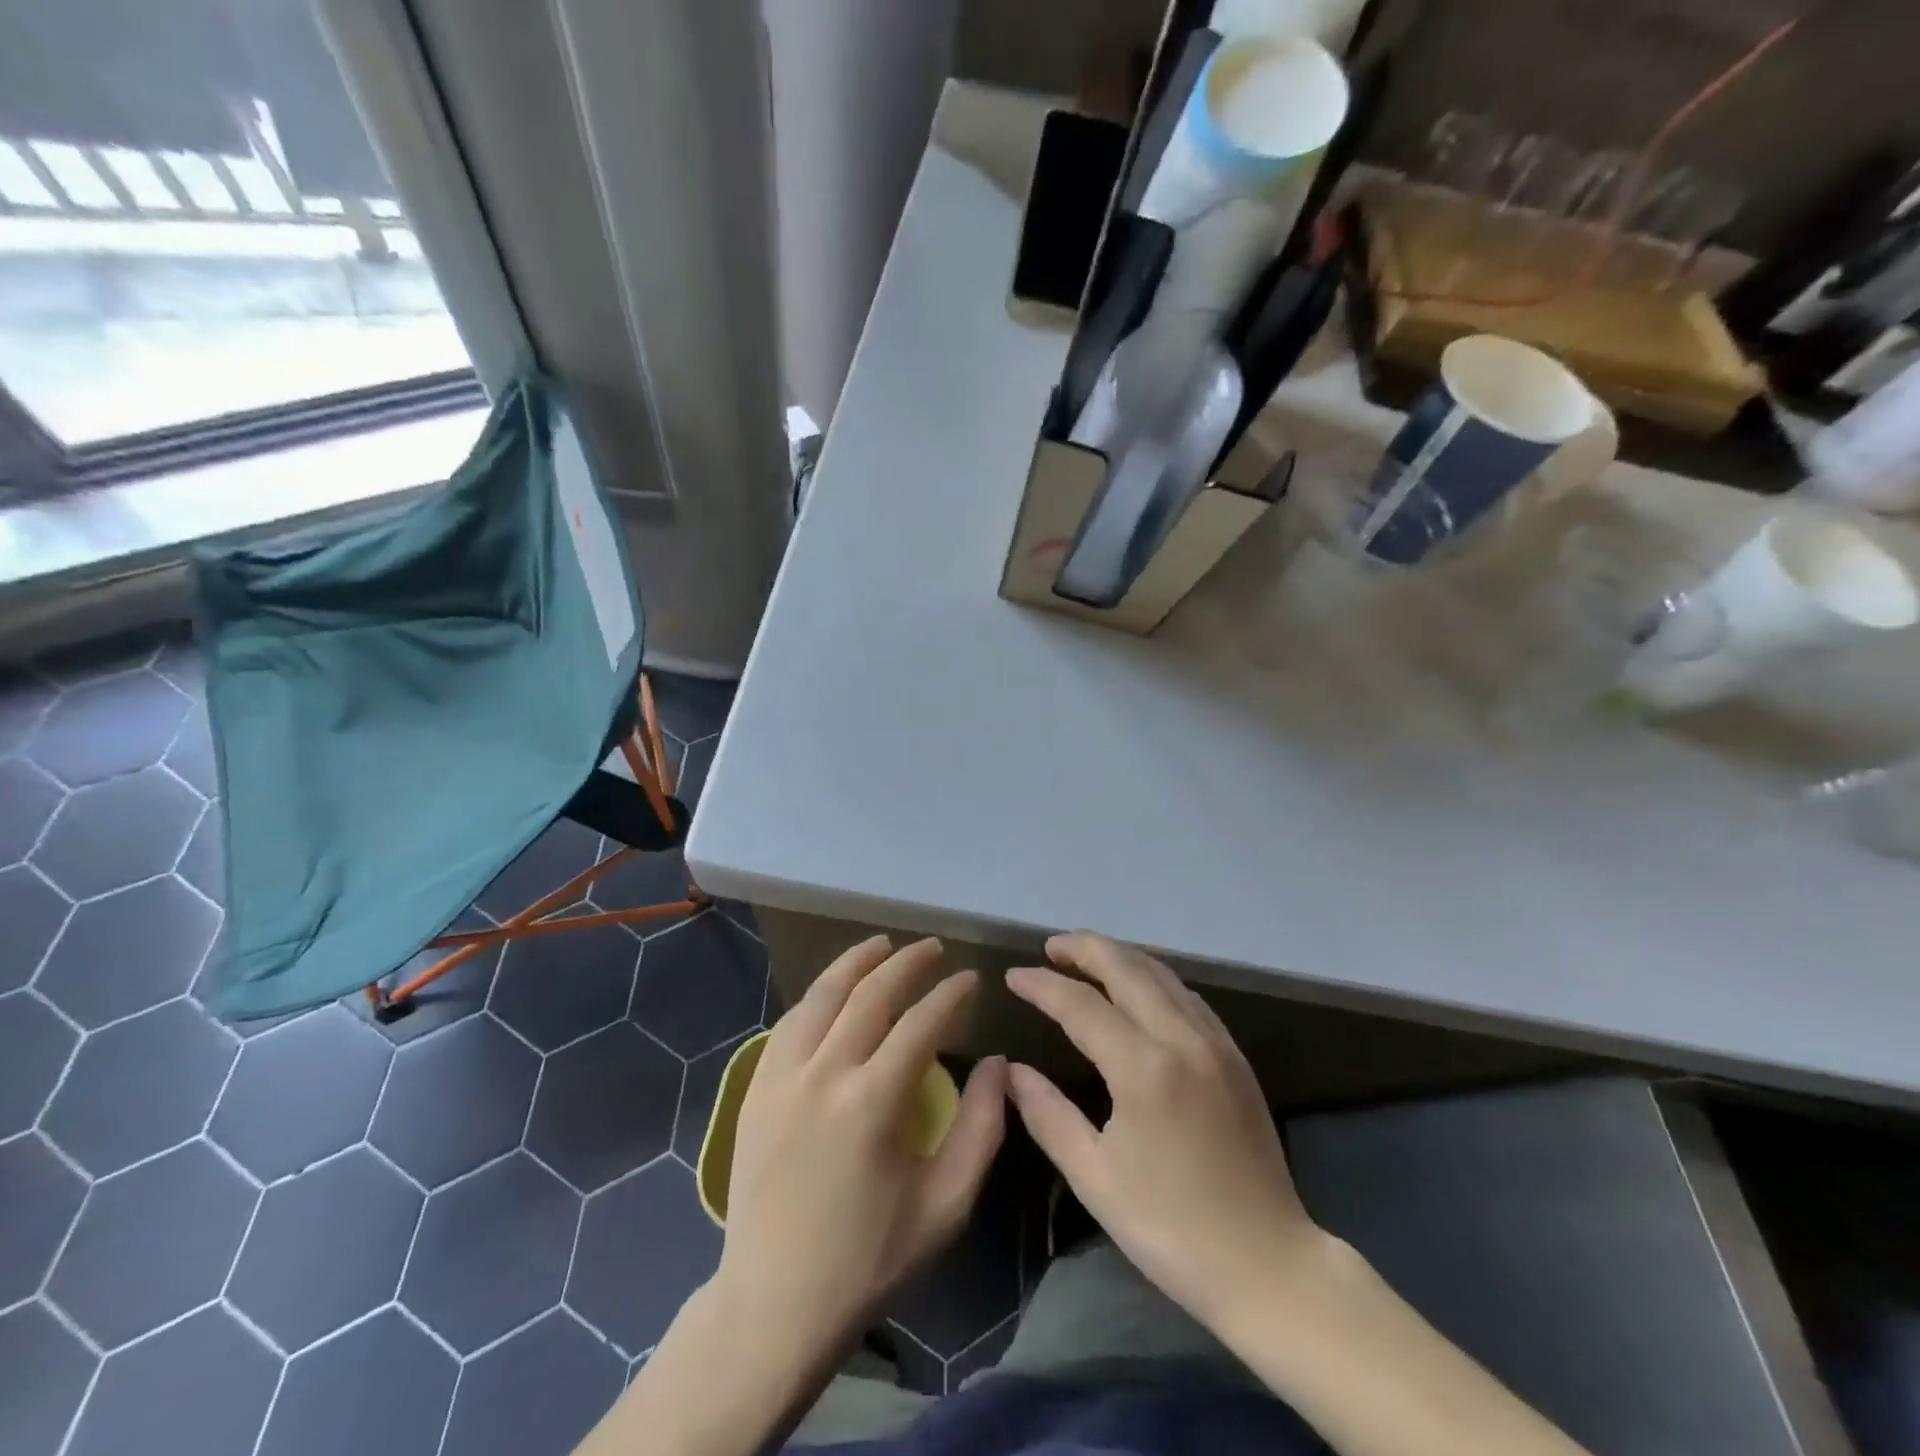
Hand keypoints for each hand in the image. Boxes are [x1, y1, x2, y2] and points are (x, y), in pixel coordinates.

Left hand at [714, 935, 1006, 1356]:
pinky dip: (818, 995)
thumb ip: (981, 1127)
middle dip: (907, 963)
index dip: (950, 995)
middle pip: (870, 995)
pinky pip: (790, 1022)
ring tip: (883, 944)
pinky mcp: (755, 1089)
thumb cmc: (869, 1259)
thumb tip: (996, 1063)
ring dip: (856, 962)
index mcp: (871, 1103)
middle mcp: (823, 1075)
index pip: (920, 1024)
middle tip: (934, 948)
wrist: (774, 1305)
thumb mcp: (946, 1205)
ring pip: (821, 996)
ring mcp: (781, 1078)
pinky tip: (835, 990)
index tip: (971, 978)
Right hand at [1005, 932, 1320, 1327]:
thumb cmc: (1172, 1228)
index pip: (1081, 1004)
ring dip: (1120, 956)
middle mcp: (1182, 1038)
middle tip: (1051, 946)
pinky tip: (1138, 987)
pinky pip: (1186, 994)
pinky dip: (1153, 977)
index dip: (1043, 985)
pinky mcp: (1235, 1055)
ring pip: (1161, 973)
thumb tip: (1012, 1070)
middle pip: (1127, 967)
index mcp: (1144, 1068)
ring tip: (1086, 956)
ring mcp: (1215, 1042)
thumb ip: (1048, 1114)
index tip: (1012, 976)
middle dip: (1085, 948)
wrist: (1269, 1265)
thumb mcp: (1095, 1178)